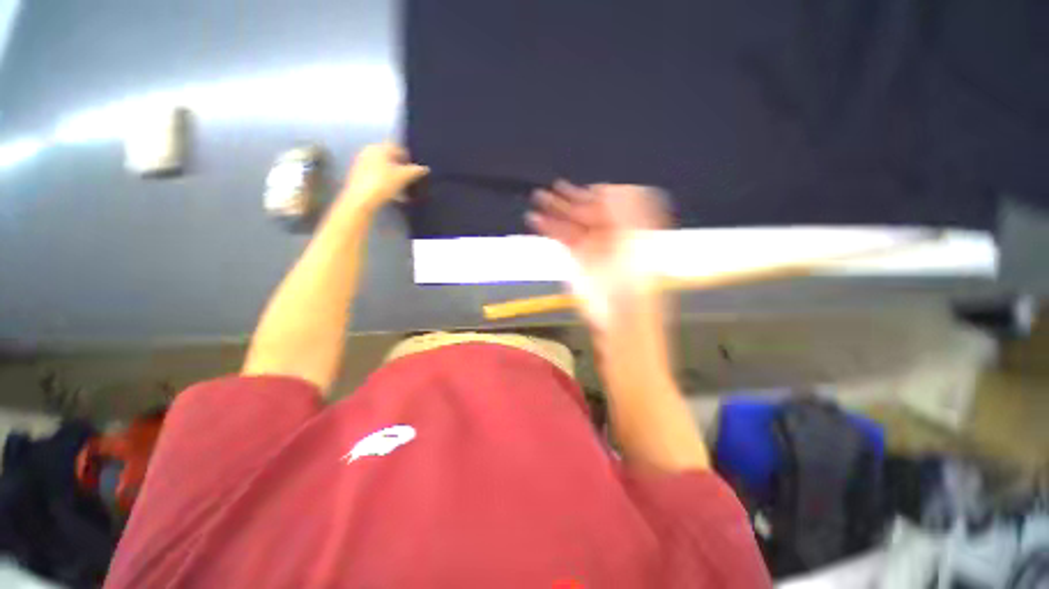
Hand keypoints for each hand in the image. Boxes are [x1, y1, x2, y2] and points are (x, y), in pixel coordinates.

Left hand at [340, 142, 428, 212]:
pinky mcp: (358, 176)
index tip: (417, 171)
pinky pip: (377, 176)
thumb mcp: (404, 176)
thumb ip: (416, 171)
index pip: (398, 149)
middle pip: (390, 159)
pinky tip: (393, 194)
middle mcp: (369, 152)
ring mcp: (362, 164)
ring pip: (384, 169)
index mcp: (379, 147)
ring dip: (394, 177)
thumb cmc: (383, 183)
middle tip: (411, 181)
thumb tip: (425, 168)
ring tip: (404, 190)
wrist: (361, 200)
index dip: (409, 159)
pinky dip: (386, 183)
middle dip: (401, 169)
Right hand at [527, 181, 668, 328]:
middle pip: (589, 208)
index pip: (610, 201)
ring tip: (538, 198)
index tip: (582, 190)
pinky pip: (562, 236)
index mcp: (630, 223)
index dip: (595, 194)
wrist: (621, 310)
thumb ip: (625, 206)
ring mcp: (593, 244)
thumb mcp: (637, 236)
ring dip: (555, 210)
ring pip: (572, 221)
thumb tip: (606, 188)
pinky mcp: (578, 256)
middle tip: (552, 190)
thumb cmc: (634, 275)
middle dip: (570, 198)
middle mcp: (611, 230)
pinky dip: (550, 227)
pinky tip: (536, 219)